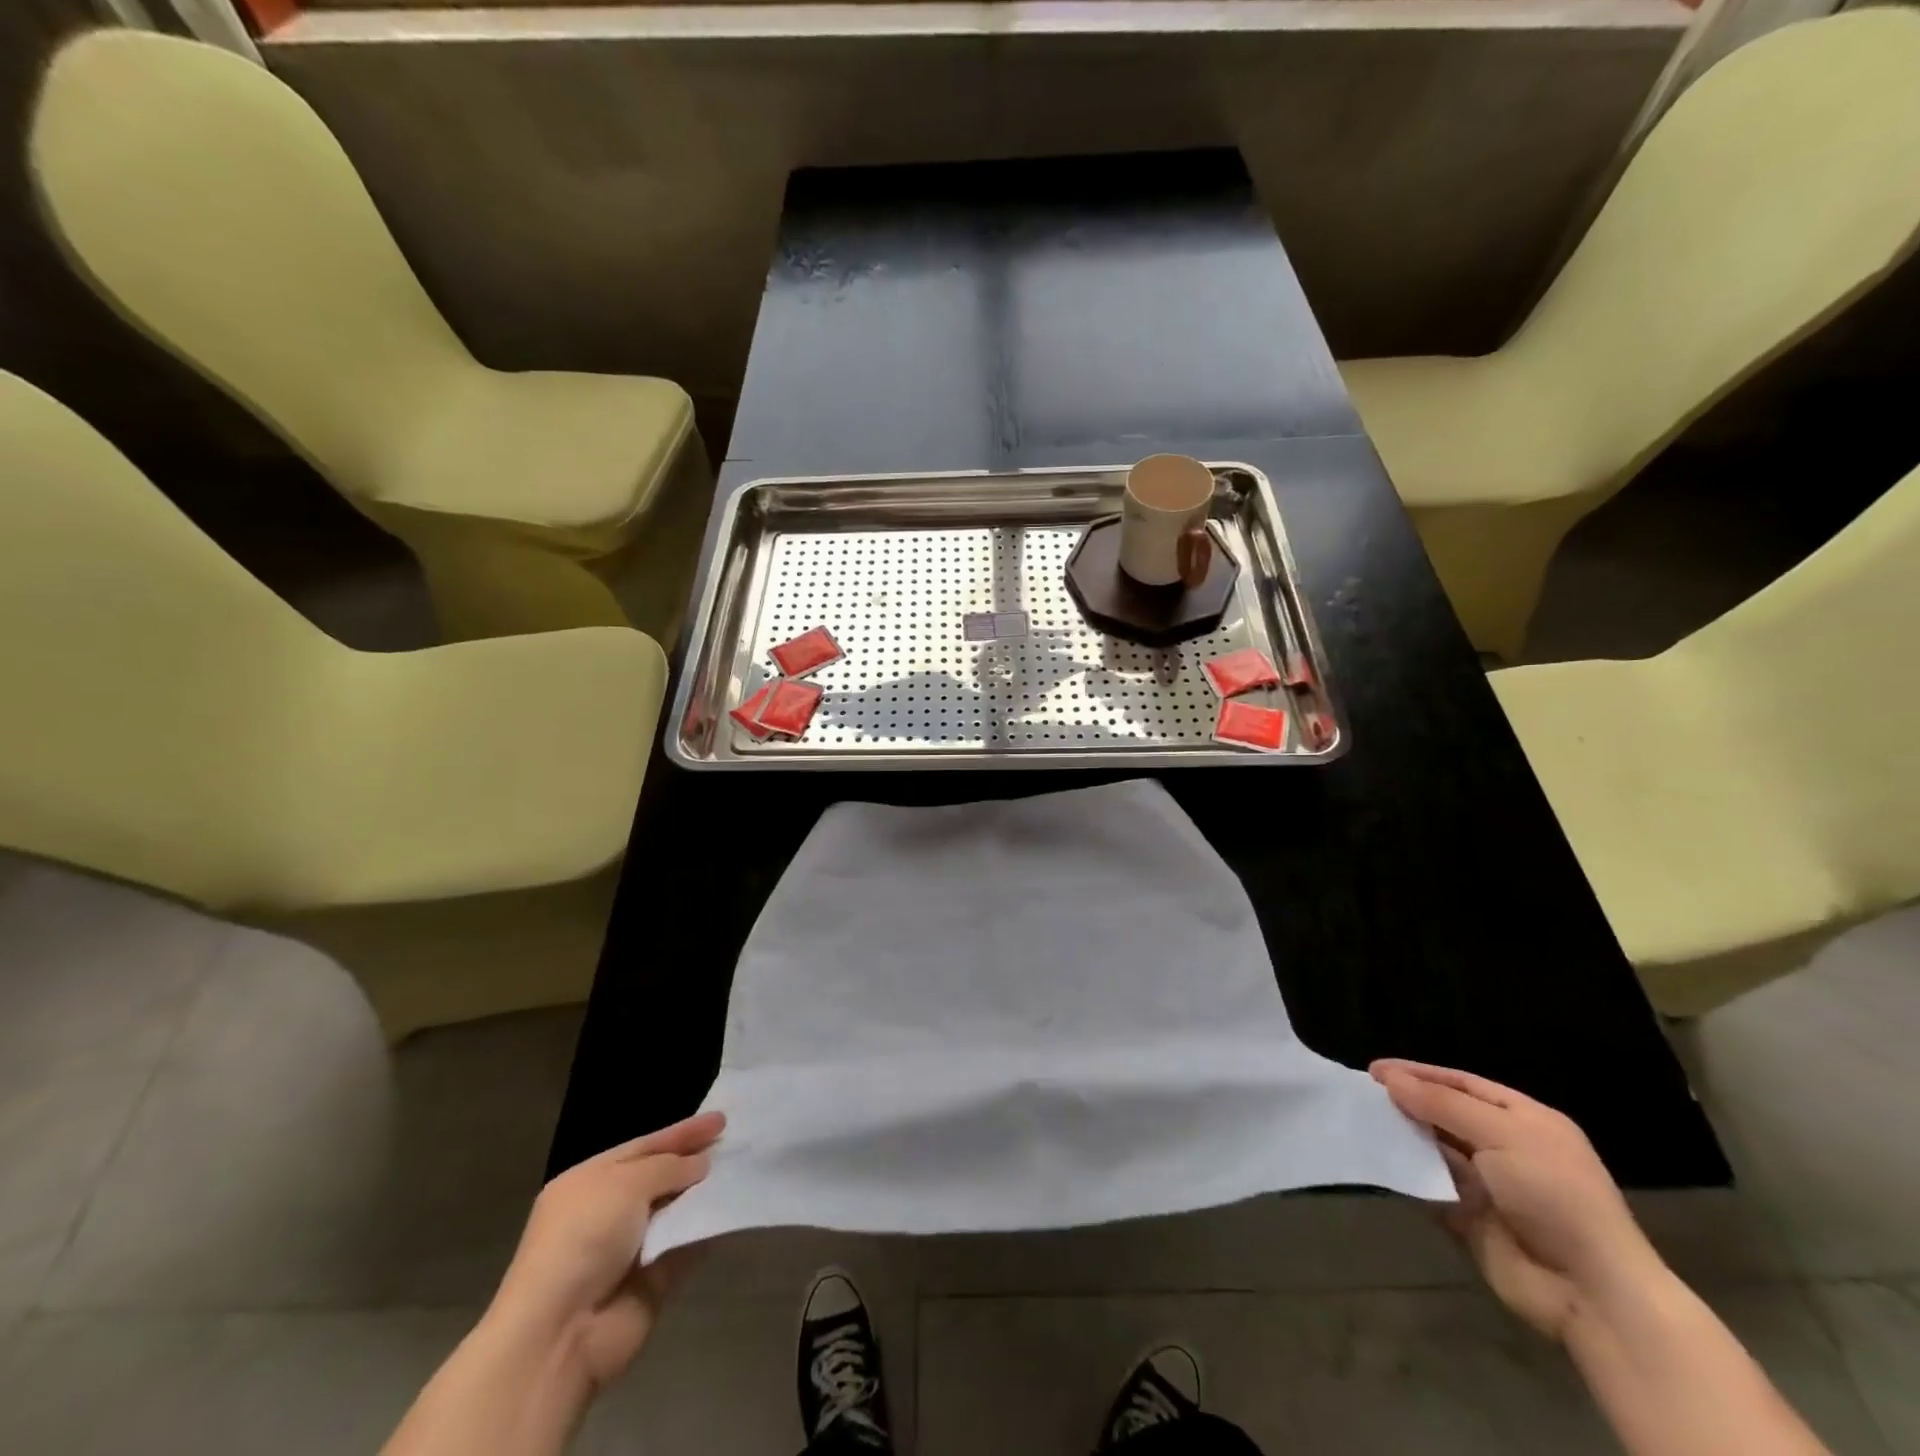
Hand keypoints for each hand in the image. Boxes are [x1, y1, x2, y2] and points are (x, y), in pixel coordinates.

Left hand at [485, 1111, 725, 1392]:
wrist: (560, 1334)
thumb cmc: (583, 1240)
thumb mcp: (625, 1184)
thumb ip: (669, 1167)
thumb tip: (701, 1164)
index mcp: (589, 1181)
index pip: (644, 1147)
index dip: (682, 1132)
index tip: (720, 1119)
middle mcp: (607, 1211)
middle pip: (660, 1176)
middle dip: (695, 1160)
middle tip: (735, 1142)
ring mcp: (629, 1248)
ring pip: (675, 1210)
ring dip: (703, 1194)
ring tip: (742, 1171)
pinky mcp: (651, 1281)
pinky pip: (685, 1245)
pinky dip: (706, 1229)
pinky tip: (733, 1210)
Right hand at [1371, 1061, 1663, 1341]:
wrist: (1591, 1292)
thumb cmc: (1555, 1196)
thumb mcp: (1501, 1135)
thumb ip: (1441, 1104)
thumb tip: (1390, 1079)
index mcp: (1524, 1120)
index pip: (1462, 1084)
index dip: (1419, 1074)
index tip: (1374, 1071)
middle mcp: (1506, 1147)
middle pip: (1445, 1114)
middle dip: (1406, 1104)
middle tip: (1361, 1096)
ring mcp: (1488, 1185)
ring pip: (1434, 1149)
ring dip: (1403, 1137)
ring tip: (1361, 1123)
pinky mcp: (1470, 1218)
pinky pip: (1429, 1187)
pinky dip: (1405, 1175)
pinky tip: (1377, 1161)